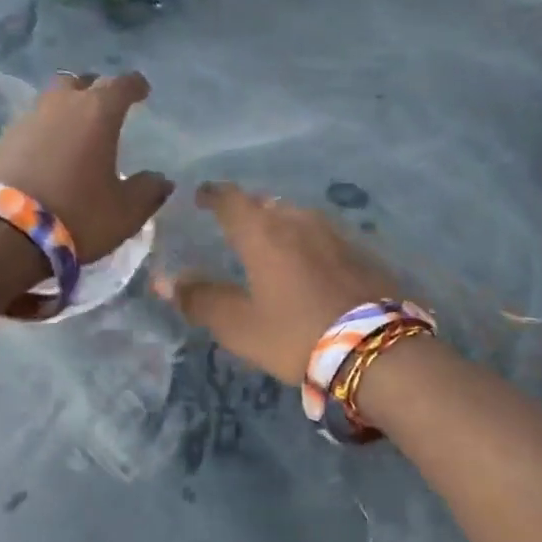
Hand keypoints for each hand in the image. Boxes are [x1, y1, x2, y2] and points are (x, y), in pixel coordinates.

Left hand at [0, 72, 172, 263]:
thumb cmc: (76, 215)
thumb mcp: (125, 212)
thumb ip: (148, 191)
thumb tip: (161, 179)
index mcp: (96, 114)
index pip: (120, 84)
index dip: (134, 85)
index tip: (142, 90)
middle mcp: (57, 108)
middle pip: (76, 83)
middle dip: (91, 90)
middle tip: (102, 108)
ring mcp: (20, 124)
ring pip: (45, 107)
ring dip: (60, 117)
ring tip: (71, 140)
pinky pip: (22, 136)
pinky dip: (35, 143)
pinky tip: (38, 166)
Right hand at [155, 182, 401, 383]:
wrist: (376, 347)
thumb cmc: (296, 334)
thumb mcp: (240, 326)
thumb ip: (201, 299)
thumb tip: (164, 280)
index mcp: (263, 233)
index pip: (231, 199)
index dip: (213, 194)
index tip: (202, 196)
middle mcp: (298, 221)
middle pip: (266, 204)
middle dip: (248, 209)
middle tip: (236, 223)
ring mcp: (335, 233)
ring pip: (298, 216)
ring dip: (280, 222)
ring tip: (273, 240)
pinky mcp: (361, 250)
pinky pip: (324, 234)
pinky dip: (308, 240)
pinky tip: (311, 260)